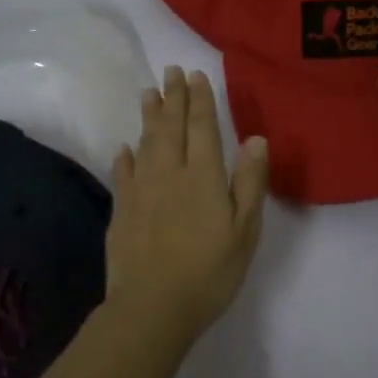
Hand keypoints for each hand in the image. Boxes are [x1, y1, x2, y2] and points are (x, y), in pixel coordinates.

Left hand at [105, 66, 269, 346]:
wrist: (153, 306)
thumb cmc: (209, 271)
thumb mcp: (244, 230)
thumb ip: (249, 182)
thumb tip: (255, 139)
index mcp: (203, 176)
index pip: (202, 128)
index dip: (199, 100)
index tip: (195, 75)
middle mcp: (169, 173)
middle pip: (171, 128)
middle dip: (173, 98)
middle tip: (170, 72)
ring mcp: (141, 191)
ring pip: (145, 144)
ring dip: (149, 117)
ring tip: (148, 94)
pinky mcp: (121, 211)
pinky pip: (123, 174)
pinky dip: (125, 158)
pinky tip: (124, 149)